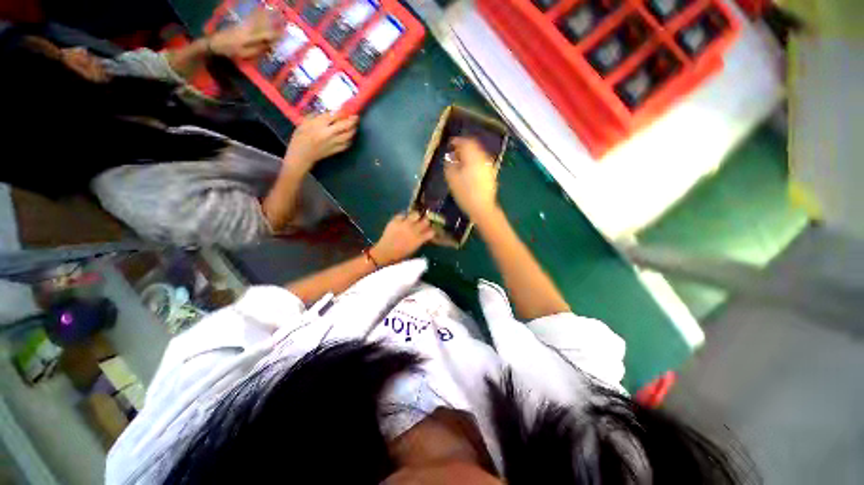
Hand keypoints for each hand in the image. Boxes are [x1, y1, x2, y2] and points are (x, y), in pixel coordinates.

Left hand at [209, 8, 279, 58]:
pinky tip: (261, 10)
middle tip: (284, 19)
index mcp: (250, 38)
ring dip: (267, 15)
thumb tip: (269, 46)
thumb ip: (257, 49)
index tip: (286, 33)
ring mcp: (244, 24)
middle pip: (264, 24)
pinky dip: (257, 13)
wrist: (214, 42)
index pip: (267, 35)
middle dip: (274, 21)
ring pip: (258, 18)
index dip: (277, 34)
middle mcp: (248, 29)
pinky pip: (251, 17)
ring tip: (275, 11)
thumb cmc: (230, 51)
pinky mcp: (241, 23)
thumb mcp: (244, 54)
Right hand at [284, 113, 359, 169]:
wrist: (302, 154)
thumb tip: (330, 113)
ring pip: (348, 136)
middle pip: (345, 126)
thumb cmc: (301, 137)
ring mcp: (334, 143)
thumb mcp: (305, 122)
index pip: (335, 116)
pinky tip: (350, 137)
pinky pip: (347, 144)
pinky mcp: (336, 150)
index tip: (347, 109)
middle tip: (355, 117)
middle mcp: (329, 133)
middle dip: (352, 121)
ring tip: (355, 126)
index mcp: (320, 125)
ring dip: (353, 130)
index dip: (343, 112)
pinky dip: (350, 140)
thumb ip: (317, 117)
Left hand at [371, 213, 435, 265]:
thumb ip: (420, 240)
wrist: (384, 252)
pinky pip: (403, 214)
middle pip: (426, 220)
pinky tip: (403, 220)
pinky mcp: (396, 220)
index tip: (430, 229)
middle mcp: (414, 230)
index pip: (432, 231)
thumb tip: (425, 234)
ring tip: (414, 218)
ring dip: (416, 216)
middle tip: (423, 222)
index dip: (432, 230)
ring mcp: (404, 224)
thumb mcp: (414, 249)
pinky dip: (404, 216)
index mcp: (419, 239)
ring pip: (416, 214)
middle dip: (426, 221)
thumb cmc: (400, 255)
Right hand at [444, 137, 498, 219]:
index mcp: (473, 157)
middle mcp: (483, 158)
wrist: (482, 207)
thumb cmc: (465, 193)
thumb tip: (450, 157)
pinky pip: (481, 163)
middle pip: (473, 146)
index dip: (456, 141)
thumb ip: (450, 164)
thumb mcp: (452, 178)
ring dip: (469, 155)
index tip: (450, 144)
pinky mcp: (491, 174)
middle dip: (463, 147)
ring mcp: (489, 166)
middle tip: (454, 153)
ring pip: (478, 155)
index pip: (465, 142)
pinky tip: (468, 171)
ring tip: (460, 163)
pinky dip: (474, 162)